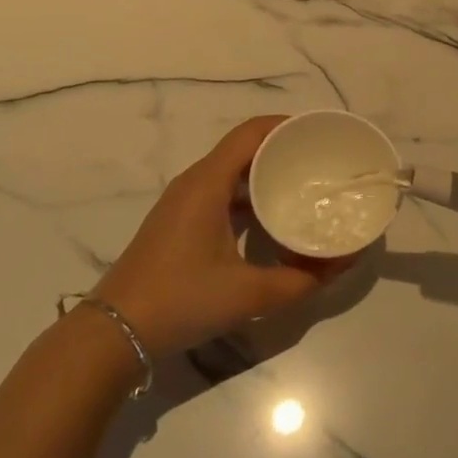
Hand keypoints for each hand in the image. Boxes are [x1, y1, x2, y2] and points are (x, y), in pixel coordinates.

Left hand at [91, 116, 345, 356]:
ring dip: (265, 173)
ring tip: (302, 186)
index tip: (320, 133)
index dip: (287, 125)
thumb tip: (343, 262)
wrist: (114, 333)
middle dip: (283, 149)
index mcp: (208, 182)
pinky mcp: (179, 221)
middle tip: (320, 162)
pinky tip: (270, 219)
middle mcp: (195, 182)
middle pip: (244, 148)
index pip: (252, 132)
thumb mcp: (249, 295)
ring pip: (232, 171)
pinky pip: (221, 191)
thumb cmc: (181, 301)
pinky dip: (248, 195)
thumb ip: (301, 280)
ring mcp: (183, 202)